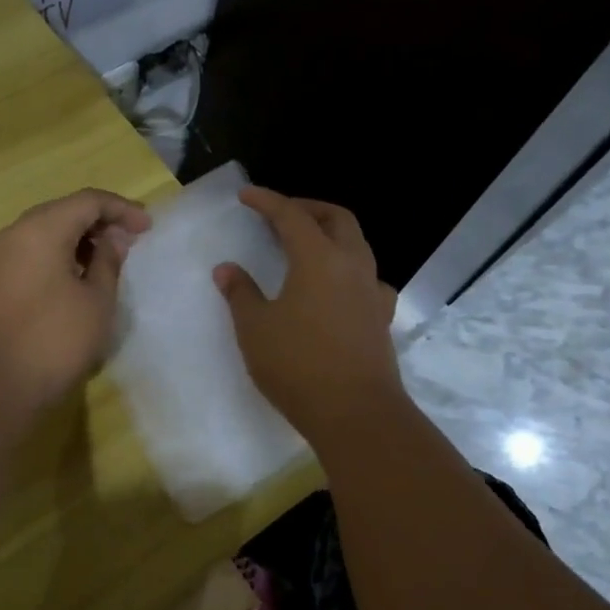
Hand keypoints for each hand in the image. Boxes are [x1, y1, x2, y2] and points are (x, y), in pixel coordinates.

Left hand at [0, 188, 151, 412]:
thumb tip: (111, 240)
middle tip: (129, 244)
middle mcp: (14, 234)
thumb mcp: (95, 303)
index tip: (148, 228)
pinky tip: (75, 283)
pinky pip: (29, 255)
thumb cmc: (51, 341)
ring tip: (106, 265)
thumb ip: (108, 264)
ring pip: (44, 234)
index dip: (122, 209)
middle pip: (62, 212)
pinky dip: (57, 258)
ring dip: (78, 241)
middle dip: (99, 222)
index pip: (88, 201)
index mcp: (41, 229)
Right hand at [214, 187, 403, 442]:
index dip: (267, 201)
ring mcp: (372, 291)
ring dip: (331, 234)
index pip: (291, 215)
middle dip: (307, 207)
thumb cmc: (298, 365)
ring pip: (356, 244)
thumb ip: (241, 293)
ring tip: (306, 246)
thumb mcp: (256, 328)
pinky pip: (367, 277)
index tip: (246, 195)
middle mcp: (351, 265)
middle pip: (336, 218)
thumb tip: (227, 269)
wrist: (356, 413)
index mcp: (318, 259)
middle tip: (281, 214)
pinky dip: (348, 268)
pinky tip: (336, 287)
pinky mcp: (381, 316)